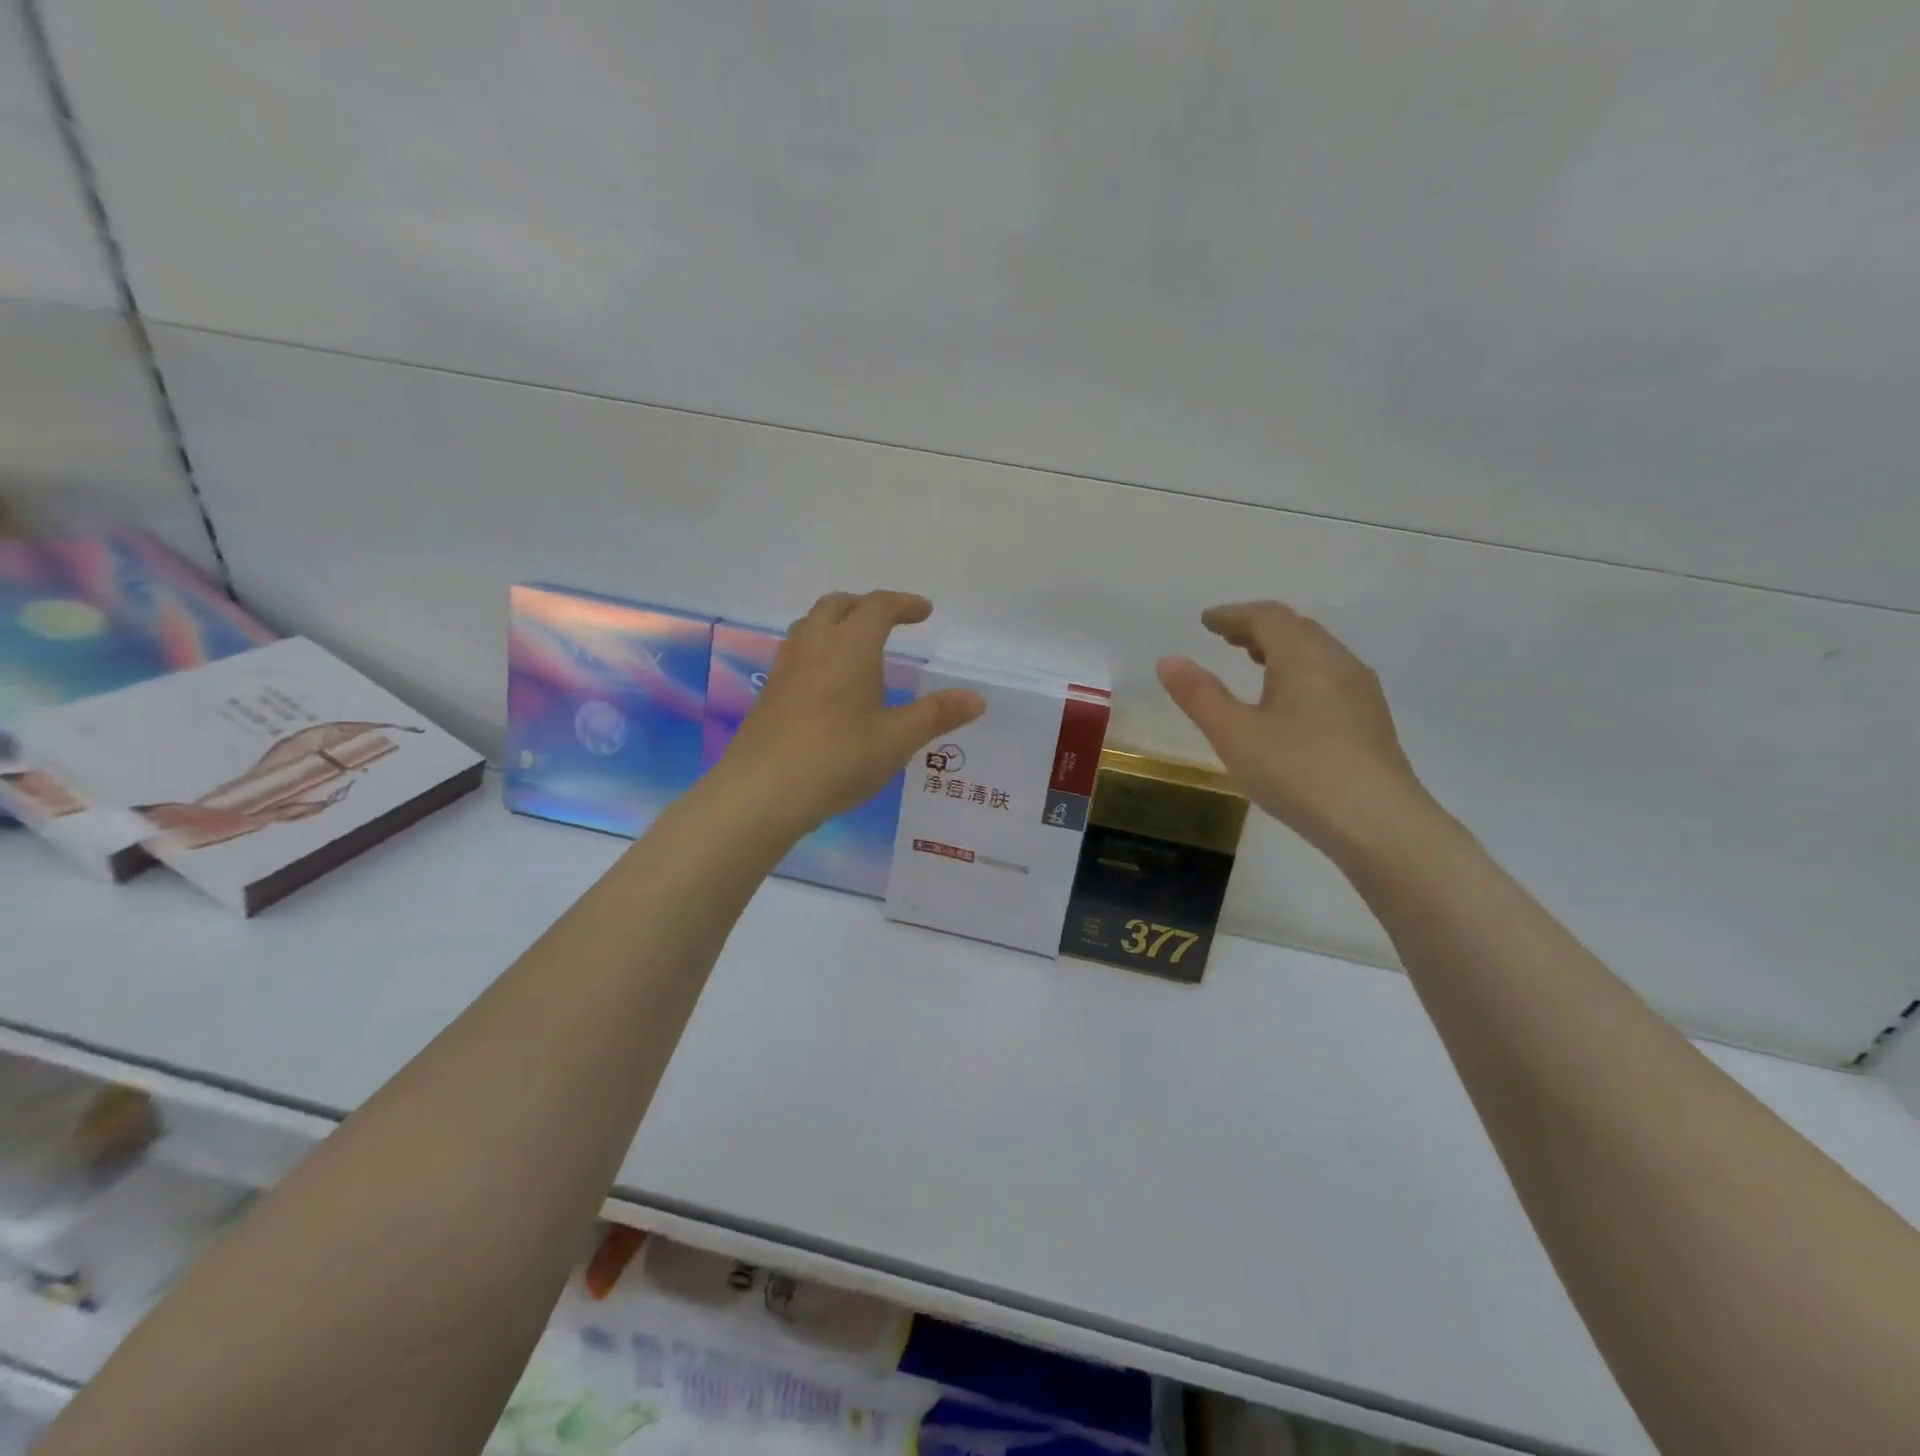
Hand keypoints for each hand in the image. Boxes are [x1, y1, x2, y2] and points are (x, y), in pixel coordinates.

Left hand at [717, 591, 984, 830]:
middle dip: (866, 605)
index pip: (878, 606)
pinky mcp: (769, 693)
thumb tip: (977, 698)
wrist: (763, 791)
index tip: (924, 611)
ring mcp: (786, 668)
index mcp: (850, 646)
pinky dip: (819, 649)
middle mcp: (814, 646)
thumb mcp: (898, 738)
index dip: (904, 604)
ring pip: (810, 625)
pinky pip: (797, 653)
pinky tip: (828, 683)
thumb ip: (937, 714)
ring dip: (837, 623)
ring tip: (857, 645)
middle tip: (889, 621)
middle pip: (838, 605)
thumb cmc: (839, 758)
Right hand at [1156, 602, 1429, 859]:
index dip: (1233, 615)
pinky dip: (1301, 674)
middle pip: (1296, 629)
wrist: (1378, 823)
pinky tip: (1291, 705)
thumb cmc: (1298, 771)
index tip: (1207, 622)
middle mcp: (1338, 663)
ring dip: (1282, 650)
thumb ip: (1200, 695)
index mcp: (1304, 656)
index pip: (1267, 617)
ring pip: (1318, 654)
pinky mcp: (1371, 721)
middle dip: (1258, 628)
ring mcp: (1361, 692)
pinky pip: (1330, 678)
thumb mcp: (1234, 734)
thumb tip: (1168, 660)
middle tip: (1227, 639)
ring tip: (1256, 664)